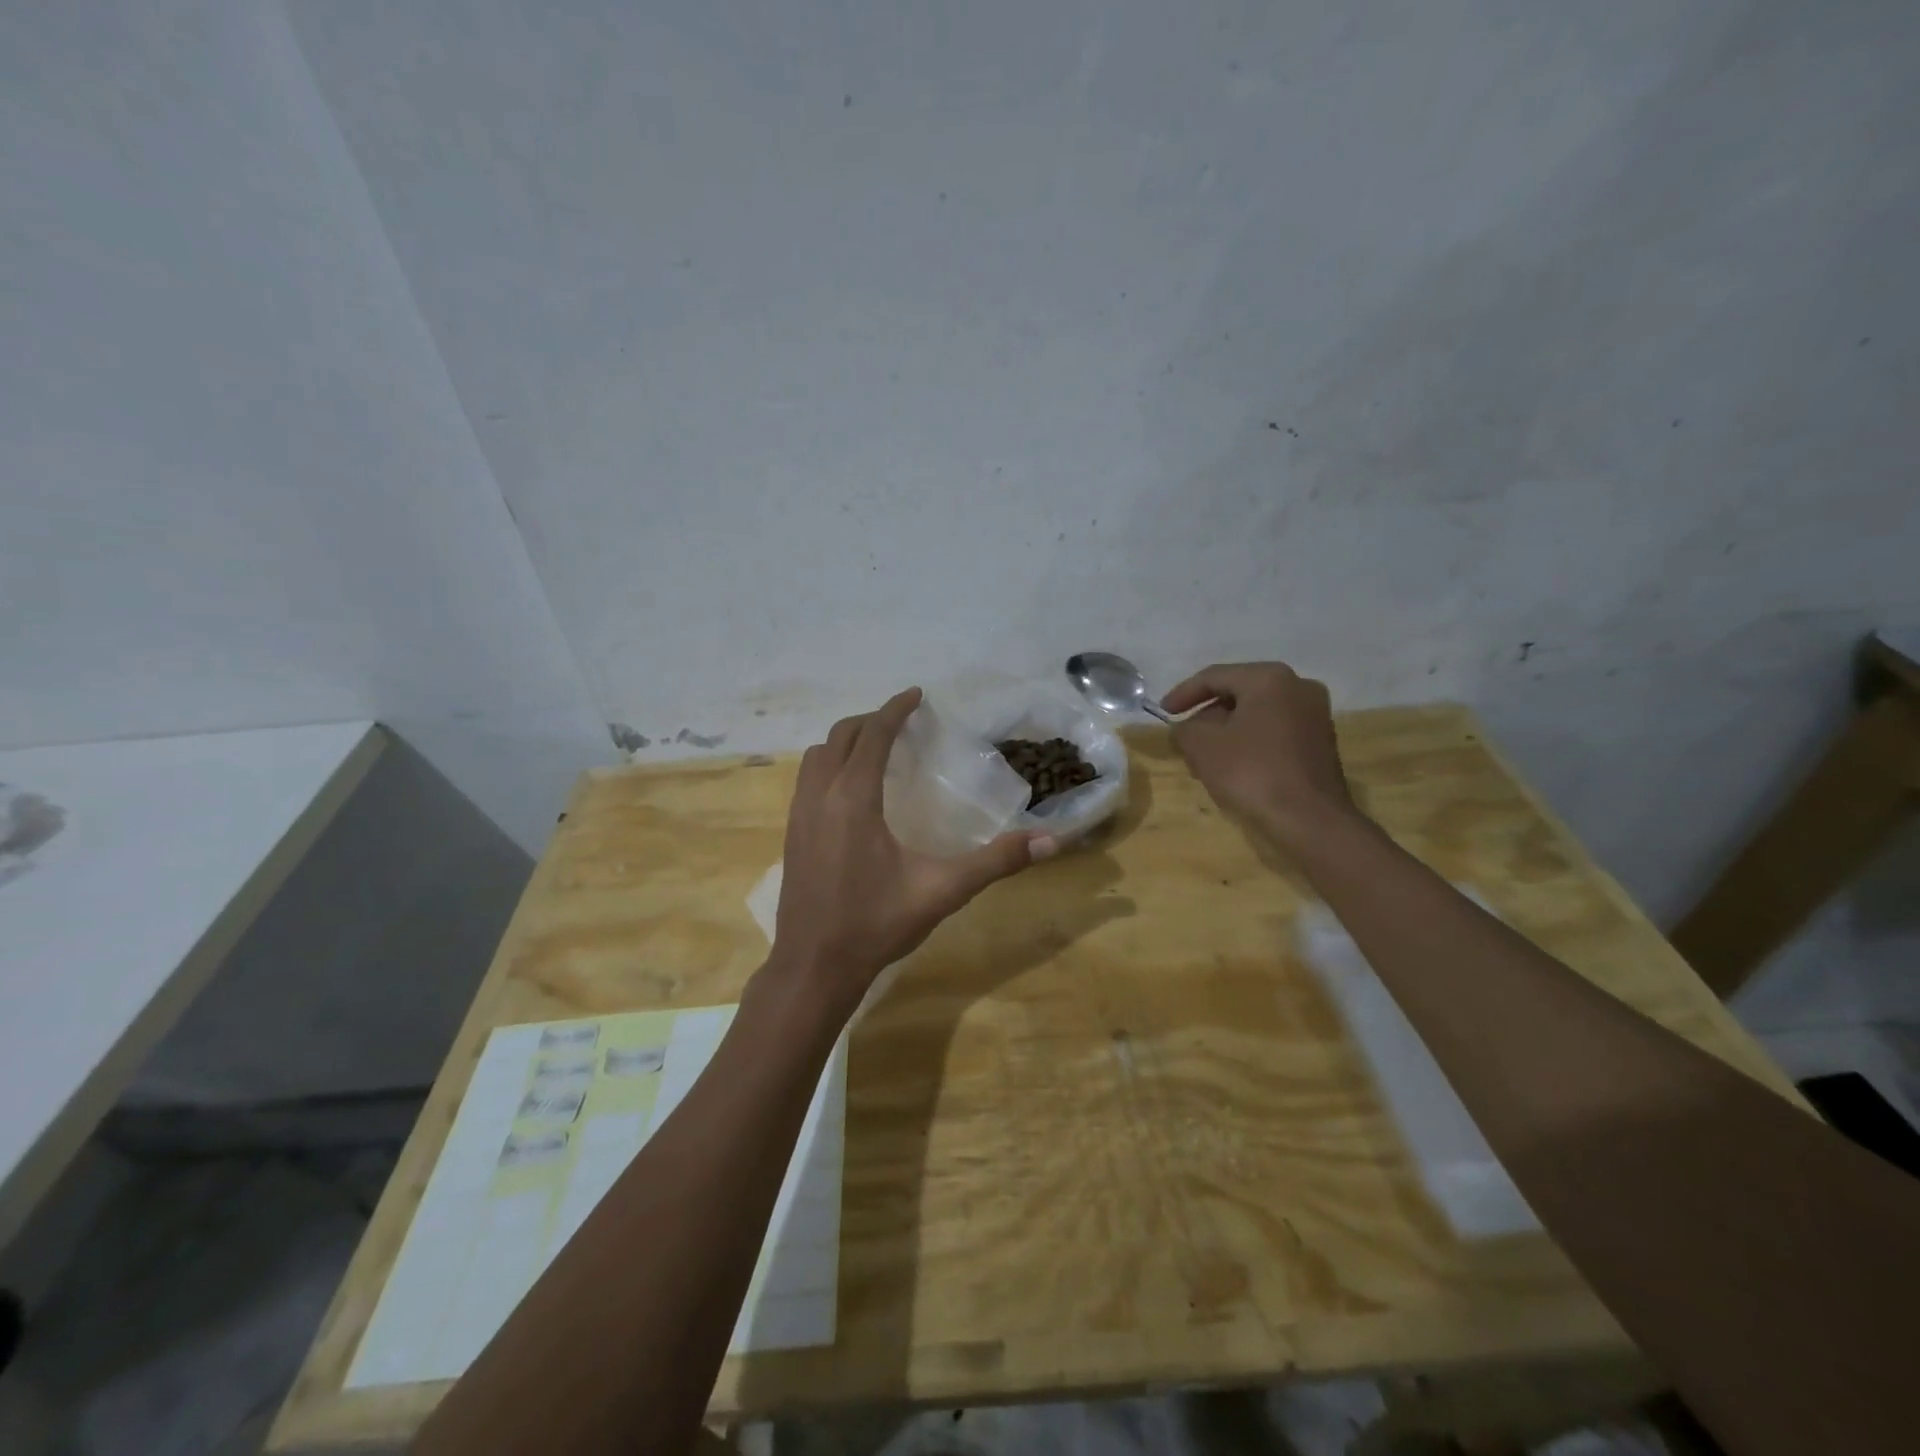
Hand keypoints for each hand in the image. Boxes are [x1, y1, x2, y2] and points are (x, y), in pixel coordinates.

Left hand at [771, 688, 1052, 1014]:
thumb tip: (1050, 841)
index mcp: (854, 799)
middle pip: (841, 736)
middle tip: (903, 722)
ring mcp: (799, 815)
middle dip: (872, 720)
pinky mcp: (791, 834)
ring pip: (817, 756)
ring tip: (876, 748)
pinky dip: (829, 765)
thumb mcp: (942, 891)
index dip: (895, 709)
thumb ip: (996, 862)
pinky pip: (807, 779)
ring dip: (846, 741)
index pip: (873, 735)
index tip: (917, 694)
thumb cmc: (876, 924)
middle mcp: (820, 796)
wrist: (813, 966)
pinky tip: (851, 790)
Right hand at [1162, 662, 1358, 851]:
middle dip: (1206, 717)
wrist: (1309, 820)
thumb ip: (1183, 729)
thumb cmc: (1251, 772)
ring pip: (1256, 715)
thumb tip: (1185, 729)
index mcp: (1269, 678)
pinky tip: (1232, 767)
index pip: (1214, 676)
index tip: (1163, 712)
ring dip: (1226, 732)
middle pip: (1237, 694)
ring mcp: (1314, 715)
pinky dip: (1249, 743)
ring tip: (1203, 758)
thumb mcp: (1201, 746)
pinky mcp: (1321, 742)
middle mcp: (1298, 687)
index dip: (1183, 693)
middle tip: (1184, 739)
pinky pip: (1274, 732)